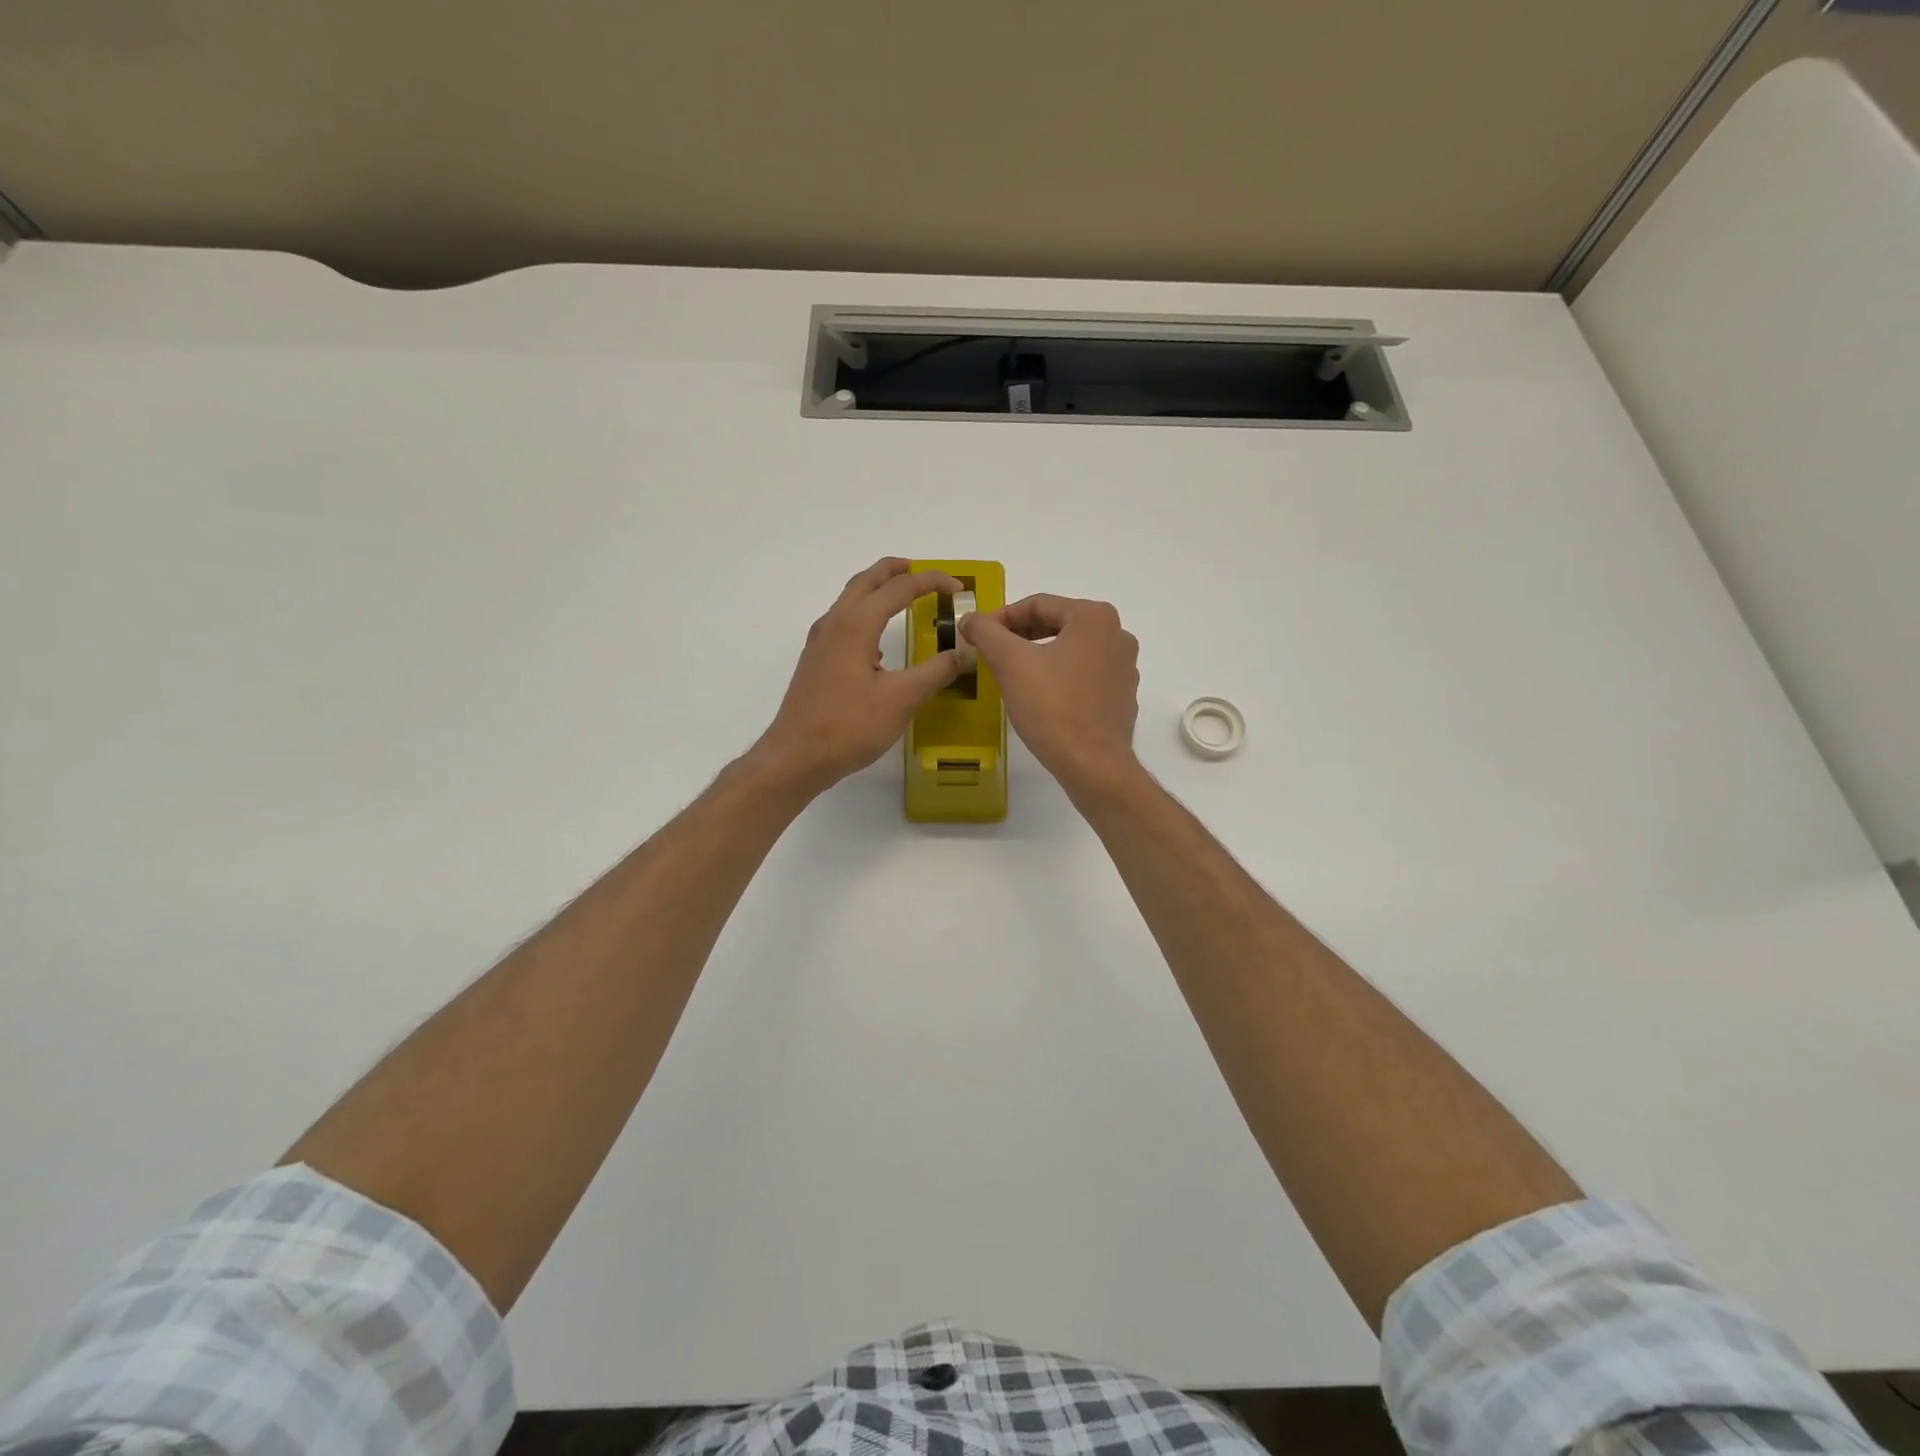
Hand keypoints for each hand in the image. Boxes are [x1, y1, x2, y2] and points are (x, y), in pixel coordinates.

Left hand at [749, 558, 967, 796]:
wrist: (796, 757)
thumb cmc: (848, 726)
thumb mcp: (901, 700)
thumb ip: (935, 672)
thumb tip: (961, 653)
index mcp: (856, 624)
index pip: (898, 588)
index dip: (931, 582)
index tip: (958, 588)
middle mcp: (834, 623)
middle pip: (866, 581)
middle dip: (896, 571)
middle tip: (923, 572)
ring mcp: (820, 642)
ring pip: (851, 600)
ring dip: (878, 591)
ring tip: (904, 598)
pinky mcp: (816, 661)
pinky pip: (844, 623)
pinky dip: (866, 615)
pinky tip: (879, 644)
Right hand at [962, 594, 1140, 797]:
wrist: (1093, 765)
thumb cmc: (1053, 708)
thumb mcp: (1010, 663)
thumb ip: (986, 632)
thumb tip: (970, 619)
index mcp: (1095, 617)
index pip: (1038, 604)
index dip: (1001, 617)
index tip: (977, 635)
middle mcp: (1117, 635)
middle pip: (1057, 624)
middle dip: (1020, 636)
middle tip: (991, 654)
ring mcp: (1124, 667)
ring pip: (1070, 650)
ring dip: (1039, 656)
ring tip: (1012, 675)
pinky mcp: (1122, 695)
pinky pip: (1084, 675)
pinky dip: (1060, 677)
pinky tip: (1041, 698)